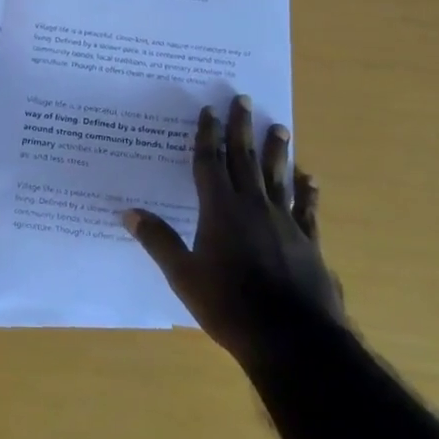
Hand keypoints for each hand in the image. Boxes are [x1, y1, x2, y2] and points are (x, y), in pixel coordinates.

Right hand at [123, 94, 343, 360]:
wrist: (293, 339)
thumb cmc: (229, 306)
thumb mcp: (184, 276)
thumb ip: (159, 241)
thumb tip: (128, 212)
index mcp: (220, 211)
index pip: (210, 163)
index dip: (208, 135)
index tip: (209, 110)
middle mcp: (253, 207)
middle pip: (245, 159)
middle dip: (242, 128)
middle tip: (244, 99)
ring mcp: (285, 223)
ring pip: (278, 177)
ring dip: (277, 151)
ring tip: (280, 127)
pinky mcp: (308, 243)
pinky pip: (306, 209)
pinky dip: (307, 192)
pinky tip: (310, 179)